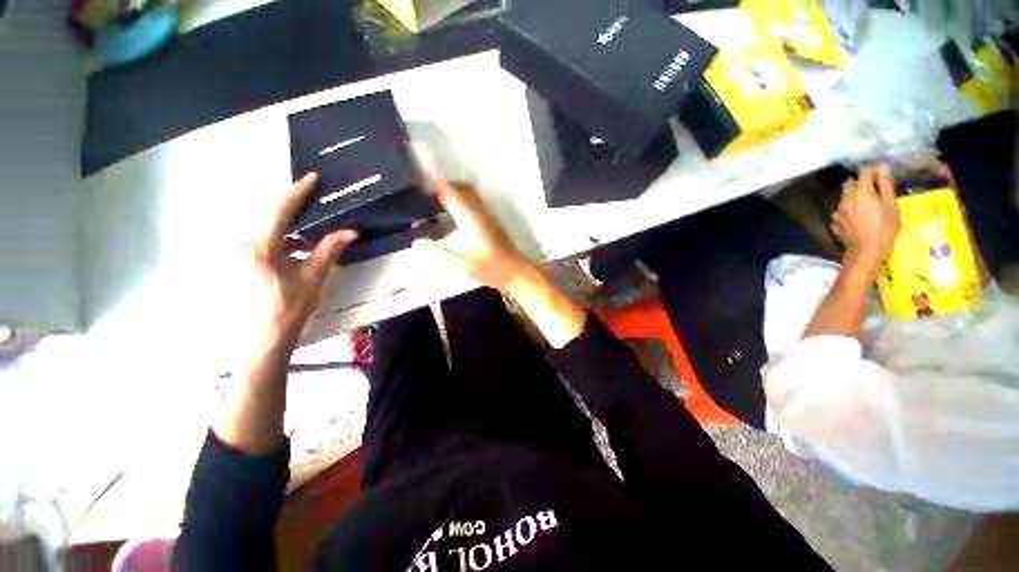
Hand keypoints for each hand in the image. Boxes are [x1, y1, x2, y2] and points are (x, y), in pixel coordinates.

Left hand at [243, 173, 356, 342]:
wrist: (266, 335)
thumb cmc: (291, 305)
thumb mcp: (314, 276)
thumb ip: (329, 249)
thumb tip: (350, 231)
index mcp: (262, 246)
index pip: (281, 211)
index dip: (297, 193)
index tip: (311, 177)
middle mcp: (247, 245)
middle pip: (272, 217)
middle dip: (294, 206)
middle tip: (314, 196)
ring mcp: (243, 254)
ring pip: (269, 229)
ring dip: (290, 224)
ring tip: (311, 221)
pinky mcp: (245, 262)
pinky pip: (266, 241)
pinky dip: (284, 238)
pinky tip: (299, 244)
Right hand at [412, 180, 531, 289]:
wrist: (517, 272)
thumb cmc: (492, 269)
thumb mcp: (464, 266)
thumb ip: (440, 255)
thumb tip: (416, 243)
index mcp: (472, 219)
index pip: (453, 193)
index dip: (437, 186)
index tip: (421, 187)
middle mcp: (481, 212)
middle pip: (463, 188)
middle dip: (445, 186)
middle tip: (427, 195)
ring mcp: (489, 215)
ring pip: (471, 194)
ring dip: (455, 192)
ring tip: (437, 202)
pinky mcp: (493, 221)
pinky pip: (476, 202)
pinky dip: (463, 200)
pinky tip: (455, 215)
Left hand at [833, 166, 899, 269]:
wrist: (866, 251)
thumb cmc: (884, 227)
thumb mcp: (891, 204)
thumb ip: (886, 185)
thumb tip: (883, 167)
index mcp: (860, 192)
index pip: (864, 172)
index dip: (873, 170)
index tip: (881, 174)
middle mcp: (845, 199)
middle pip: (850, 184)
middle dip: (860, 182)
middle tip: (874, 188)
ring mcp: (838, 212)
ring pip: (844, 198)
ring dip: (853, 196)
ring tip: (867, 203)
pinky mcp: (835, 223)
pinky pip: (841, 212)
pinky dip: (849, 210)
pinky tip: (857, 217)